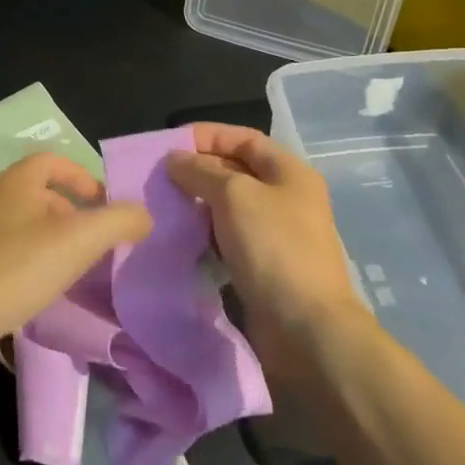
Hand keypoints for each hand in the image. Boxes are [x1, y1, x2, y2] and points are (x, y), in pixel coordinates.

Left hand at [0, 153, 151, 347]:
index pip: (55, 162)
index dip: (84, 178)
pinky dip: (22, 259)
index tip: (104, 206)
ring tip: (66, 269)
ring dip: (46, 238)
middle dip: (69, 214)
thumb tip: (145, 214)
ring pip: (19, 222)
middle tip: (91, 244)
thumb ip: (117, 222)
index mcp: (15, 180)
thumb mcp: (77, 242)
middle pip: (38, 193)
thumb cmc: (14, 268)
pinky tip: (31, 288)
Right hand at [166, 124, 362, 369]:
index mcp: (290, 172)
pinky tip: (180, 239)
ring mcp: (276, 235)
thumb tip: (174, 159)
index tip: (170, 145)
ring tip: (162, 207)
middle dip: (197, 171)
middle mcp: (286, 198)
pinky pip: (228, 240)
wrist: (306, 328)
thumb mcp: (234, 195)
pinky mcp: (263, 267)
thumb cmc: (274, 247)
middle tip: (158, 179)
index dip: (208, 136)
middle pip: (236, 172)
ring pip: (229, 208)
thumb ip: (201, 171)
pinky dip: (204, 236)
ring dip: (197, 206)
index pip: (244, 138)